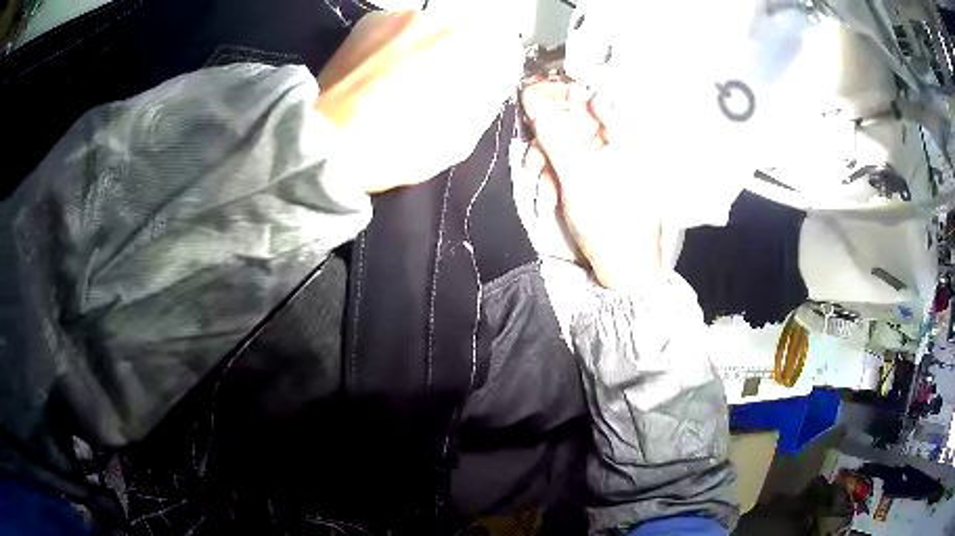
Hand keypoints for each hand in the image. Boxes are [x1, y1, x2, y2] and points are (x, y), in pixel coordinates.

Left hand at [316, 10, 521, 193]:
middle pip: (466, 36)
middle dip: (459, 58)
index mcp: (474, 48)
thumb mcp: (460, 138)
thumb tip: (485, 80)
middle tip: (434, 87)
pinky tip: (378, 71)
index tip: (476, 90)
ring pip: (431, 30)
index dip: (492, 73)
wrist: (326, 143)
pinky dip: (397, 45)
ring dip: (427, 49)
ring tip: (399, 81)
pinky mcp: (372, 20)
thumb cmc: (399, 147)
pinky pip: (399, 29)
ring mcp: (404, 14)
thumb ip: (483, 99)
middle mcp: (444, 19)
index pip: (504, 51)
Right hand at [520, 79, 661, 289]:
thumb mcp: (577, 175)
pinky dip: (551, 171)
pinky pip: (564, 159)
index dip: (557, 89)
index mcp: (624, 134)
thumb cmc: (610, 220)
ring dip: (544, 156)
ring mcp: (602, 157)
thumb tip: (532, 98)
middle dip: (547, 131)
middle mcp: (615, 139)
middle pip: (572, 115)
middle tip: (531, 148)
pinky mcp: (591, 173)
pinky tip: (547, 189)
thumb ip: (554, 133)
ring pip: (563, 138)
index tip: (529, 92)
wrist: (621, 264)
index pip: (588, 93)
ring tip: (540, 178)